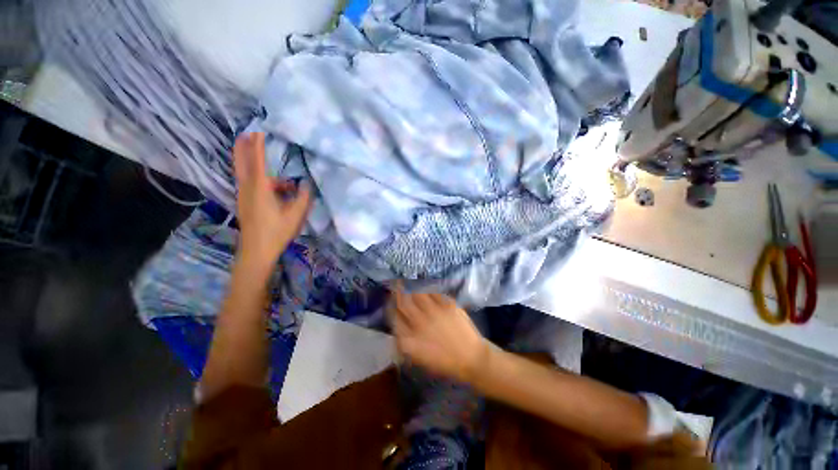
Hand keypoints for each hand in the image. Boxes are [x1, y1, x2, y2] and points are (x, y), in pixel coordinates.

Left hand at [233, 132, 310, 266]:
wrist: (257, 250)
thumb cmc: (277, 231)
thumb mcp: (296, 214)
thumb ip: (304, 196)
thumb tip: (308, 183)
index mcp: (260, 187)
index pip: (256, 160)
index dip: (257, 144)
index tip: (259, 129)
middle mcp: (247, 187)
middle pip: (241, 162)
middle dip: (243, 146)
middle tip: (247, 133)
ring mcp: (243, 195)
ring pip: (245, 173)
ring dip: (252, 163)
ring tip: (272, 167)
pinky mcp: (244, 202)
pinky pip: (250, 183)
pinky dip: (259, 178)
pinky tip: (278, 189)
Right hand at [390, 290, 488, 382]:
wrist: (471, 358)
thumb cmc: (443, 361)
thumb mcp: (418, 356)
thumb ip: (405, 339)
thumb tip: (398, 321)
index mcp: (409, 340)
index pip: (393, 317)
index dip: (390, 306)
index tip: (390, 300)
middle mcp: (418, 323)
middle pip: (402, 302)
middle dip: (397, 291)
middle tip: (396, 284)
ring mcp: (433, 312)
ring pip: (417, 294)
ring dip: (411, 288)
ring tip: (409, 283)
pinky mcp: (446, 304)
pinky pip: (433, 292)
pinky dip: (427, 289)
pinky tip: (426, 289)